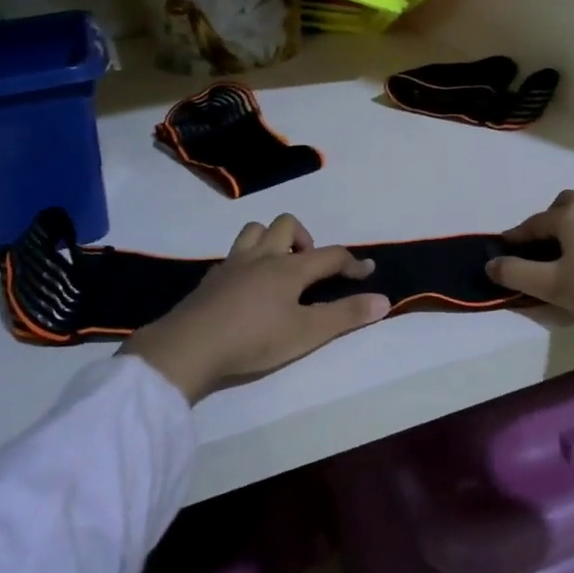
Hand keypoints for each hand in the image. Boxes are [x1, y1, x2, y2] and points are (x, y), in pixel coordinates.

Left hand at [124, 214, 390, 401]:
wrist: (189, 347)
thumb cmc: (253, 339)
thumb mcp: (306, 334)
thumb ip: (345, 316)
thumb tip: (384, 300)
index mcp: (288, 268)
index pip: (329, 255)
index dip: (352, 262)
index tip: (367, 271)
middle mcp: (262, 256)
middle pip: (287, 225)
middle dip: (305, 239)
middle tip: (309, 269)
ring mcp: (232, 264)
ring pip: (255, 231)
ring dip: (272, 240)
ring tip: (279, 269)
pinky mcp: (211, 278)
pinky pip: (233, 255)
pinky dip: (247, 261)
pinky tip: (246, 286)